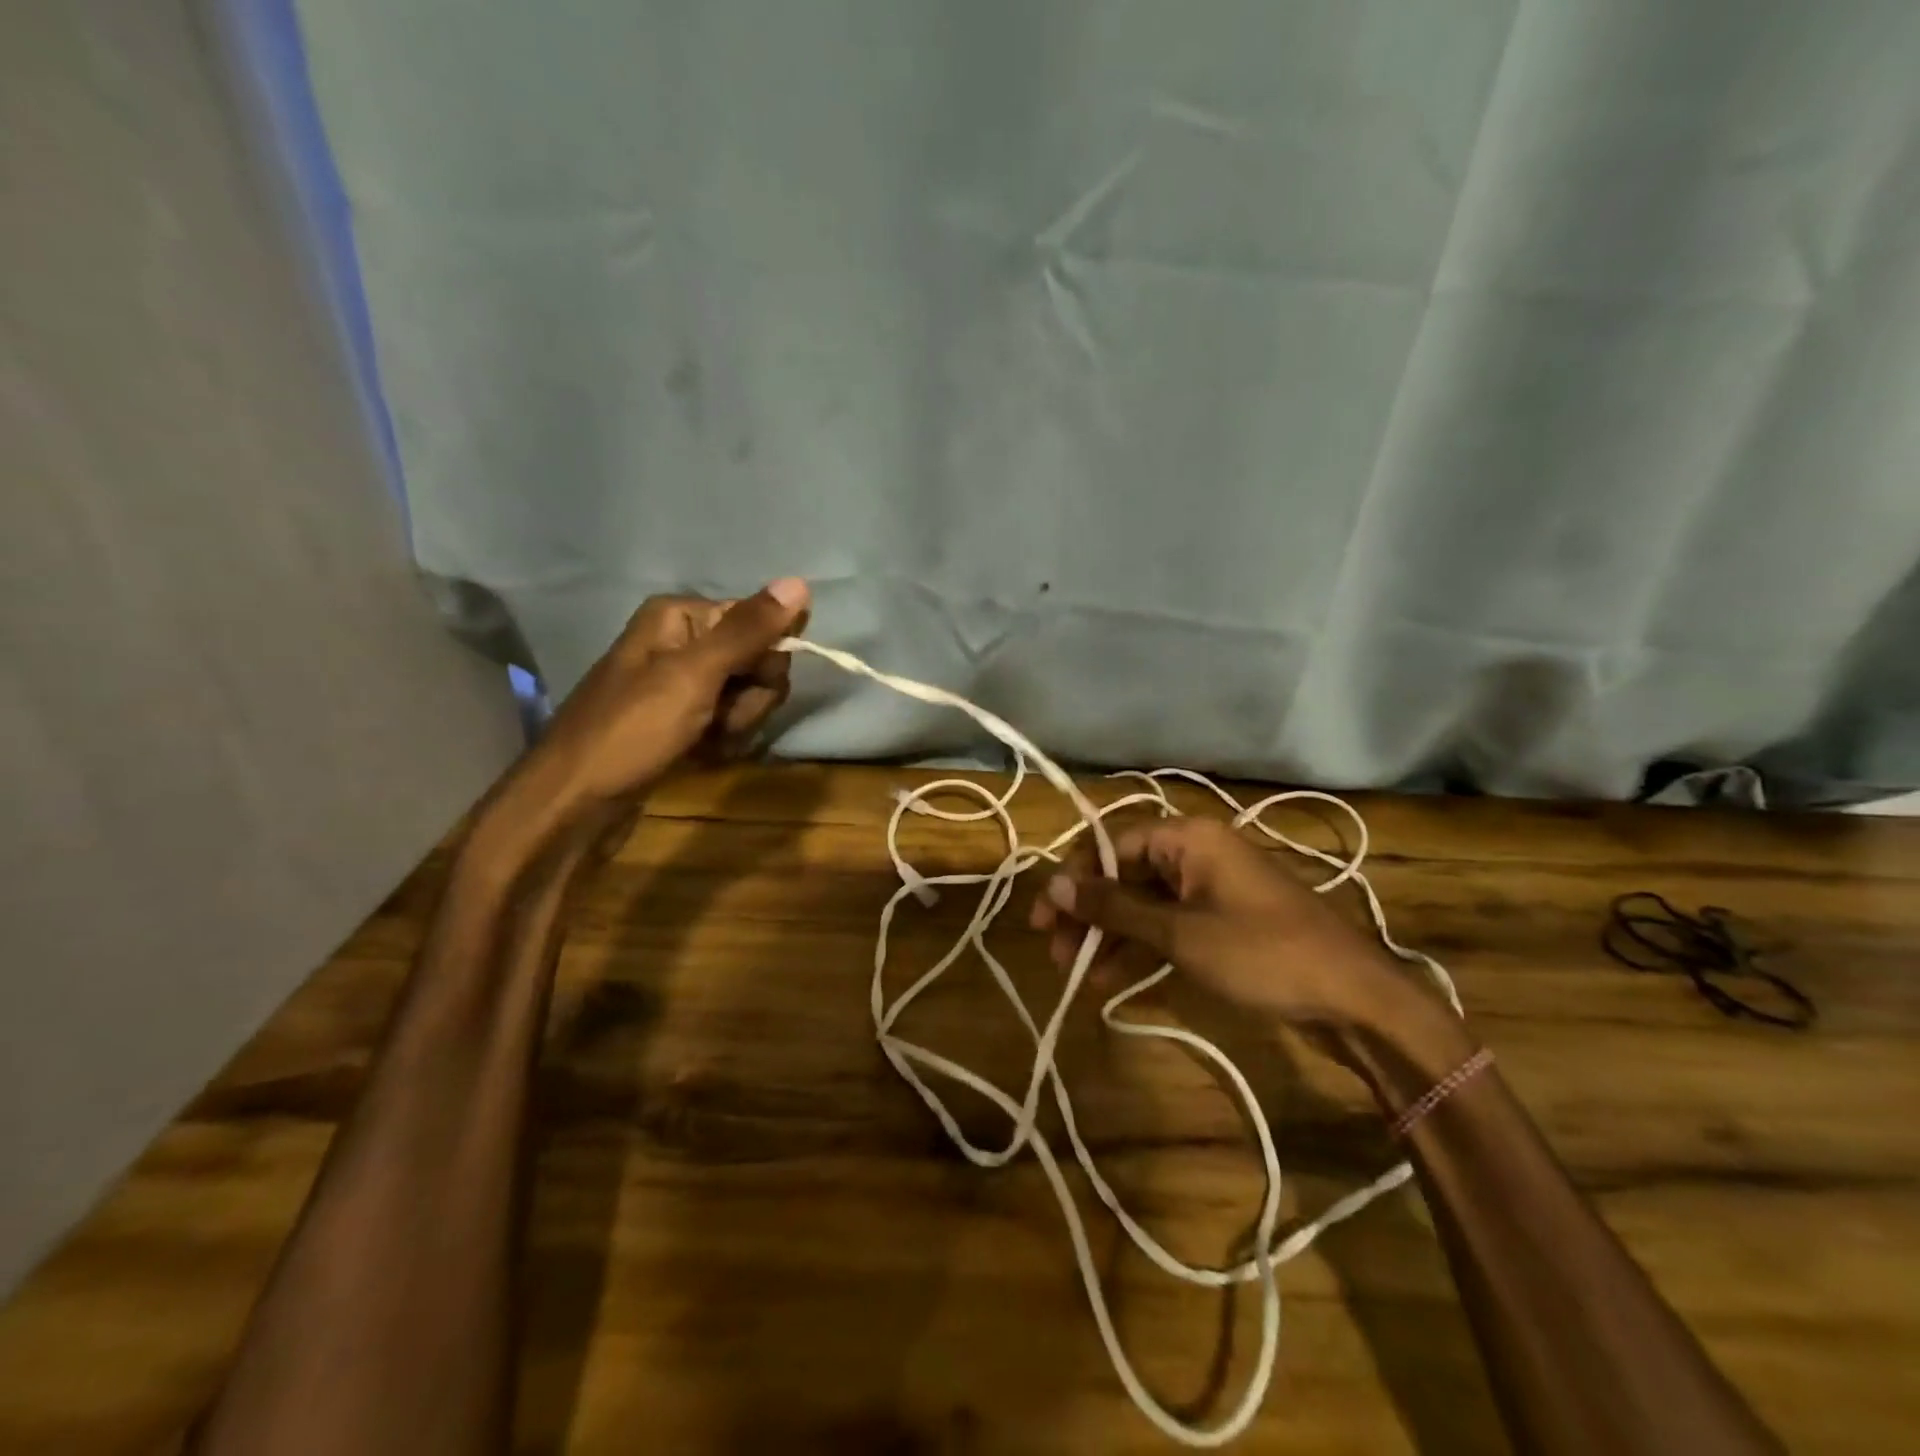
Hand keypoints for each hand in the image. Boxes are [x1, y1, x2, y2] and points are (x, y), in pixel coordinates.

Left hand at [522, 578, 810, 821]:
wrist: (576, 803)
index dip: (764, 659)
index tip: (747, 686)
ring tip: (704, 742)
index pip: (759, 621)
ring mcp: (682, 685)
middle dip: (750, 698)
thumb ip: (748, 631)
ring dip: (738, 725)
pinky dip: (723, 741)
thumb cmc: (632, 731)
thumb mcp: (694, 675)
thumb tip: (800, 582)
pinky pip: (729, 721)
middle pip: (757, 660)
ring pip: (748, 696)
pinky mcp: (684, 721)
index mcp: (681, 617)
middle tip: (719, 719)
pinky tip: (700, 755)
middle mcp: (682, 643)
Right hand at [1028, 812, 1421, 1035]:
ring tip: (1077, 972)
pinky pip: (1168, 924)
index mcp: (1189, 838)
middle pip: (1125, 873)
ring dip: (1110, 935)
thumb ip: (1115, 908)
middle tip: (1056, 952)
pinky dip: (1140, 947)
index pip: (1111, 844)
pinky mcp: (1223, 921)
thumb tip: (1056, 886)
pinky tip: (1111, 979)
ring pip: (1144, 903)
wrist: (1355, 999)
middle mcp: (1197, 853)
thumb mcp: (1180, 934)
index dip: (1074, 879)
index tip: (1045, 917)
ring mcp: (1211, 888)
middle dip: (1089, 912)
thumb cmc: (1262, 954)